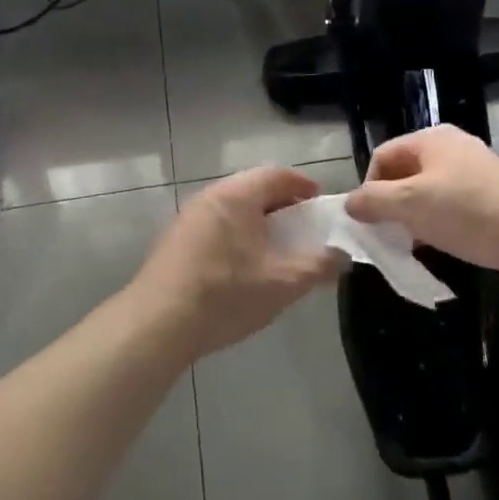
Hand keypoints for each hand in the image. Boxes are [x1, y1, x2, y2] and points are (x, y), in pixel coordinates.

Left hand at [131, 166, 340, 359]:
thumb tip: (341, 256)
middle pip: (253, 189)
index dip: (303, 185)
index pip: (276, 174)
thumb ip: (318, 266)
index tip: (320, 204)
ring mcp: (187, 218)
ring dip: (257, 223)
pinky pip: (215, 226)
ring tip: (275, 250)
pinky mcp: (174, 241)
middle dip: (281, 206)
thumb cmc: (225, 295)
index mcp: (236, 196)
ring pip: (232, 209)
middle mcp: (209, 197)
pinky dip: (236, 236)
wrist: (157, 324)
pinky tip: (242, 267)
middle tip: (302, 230)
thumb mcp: (283, 283)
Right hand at [345, 124, 498, 275]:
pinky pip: (450, 203)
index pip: (382, 156)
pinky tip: (441, 242)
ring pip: (427, 190)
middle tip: (389, 232)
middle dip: (391, 202)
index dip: (369, 186)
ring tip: (414, 242)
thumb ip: (372, 201)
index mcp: (429, 139)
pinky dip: (438, 221)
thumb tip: (350, 203)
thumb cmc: (465, 210)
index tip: (370, 219)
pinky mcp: (490, 193)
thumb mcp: (409, 204)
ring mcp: (473, 169)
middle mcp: (451, 146)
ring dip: (414, 215)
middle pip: (405, 171)